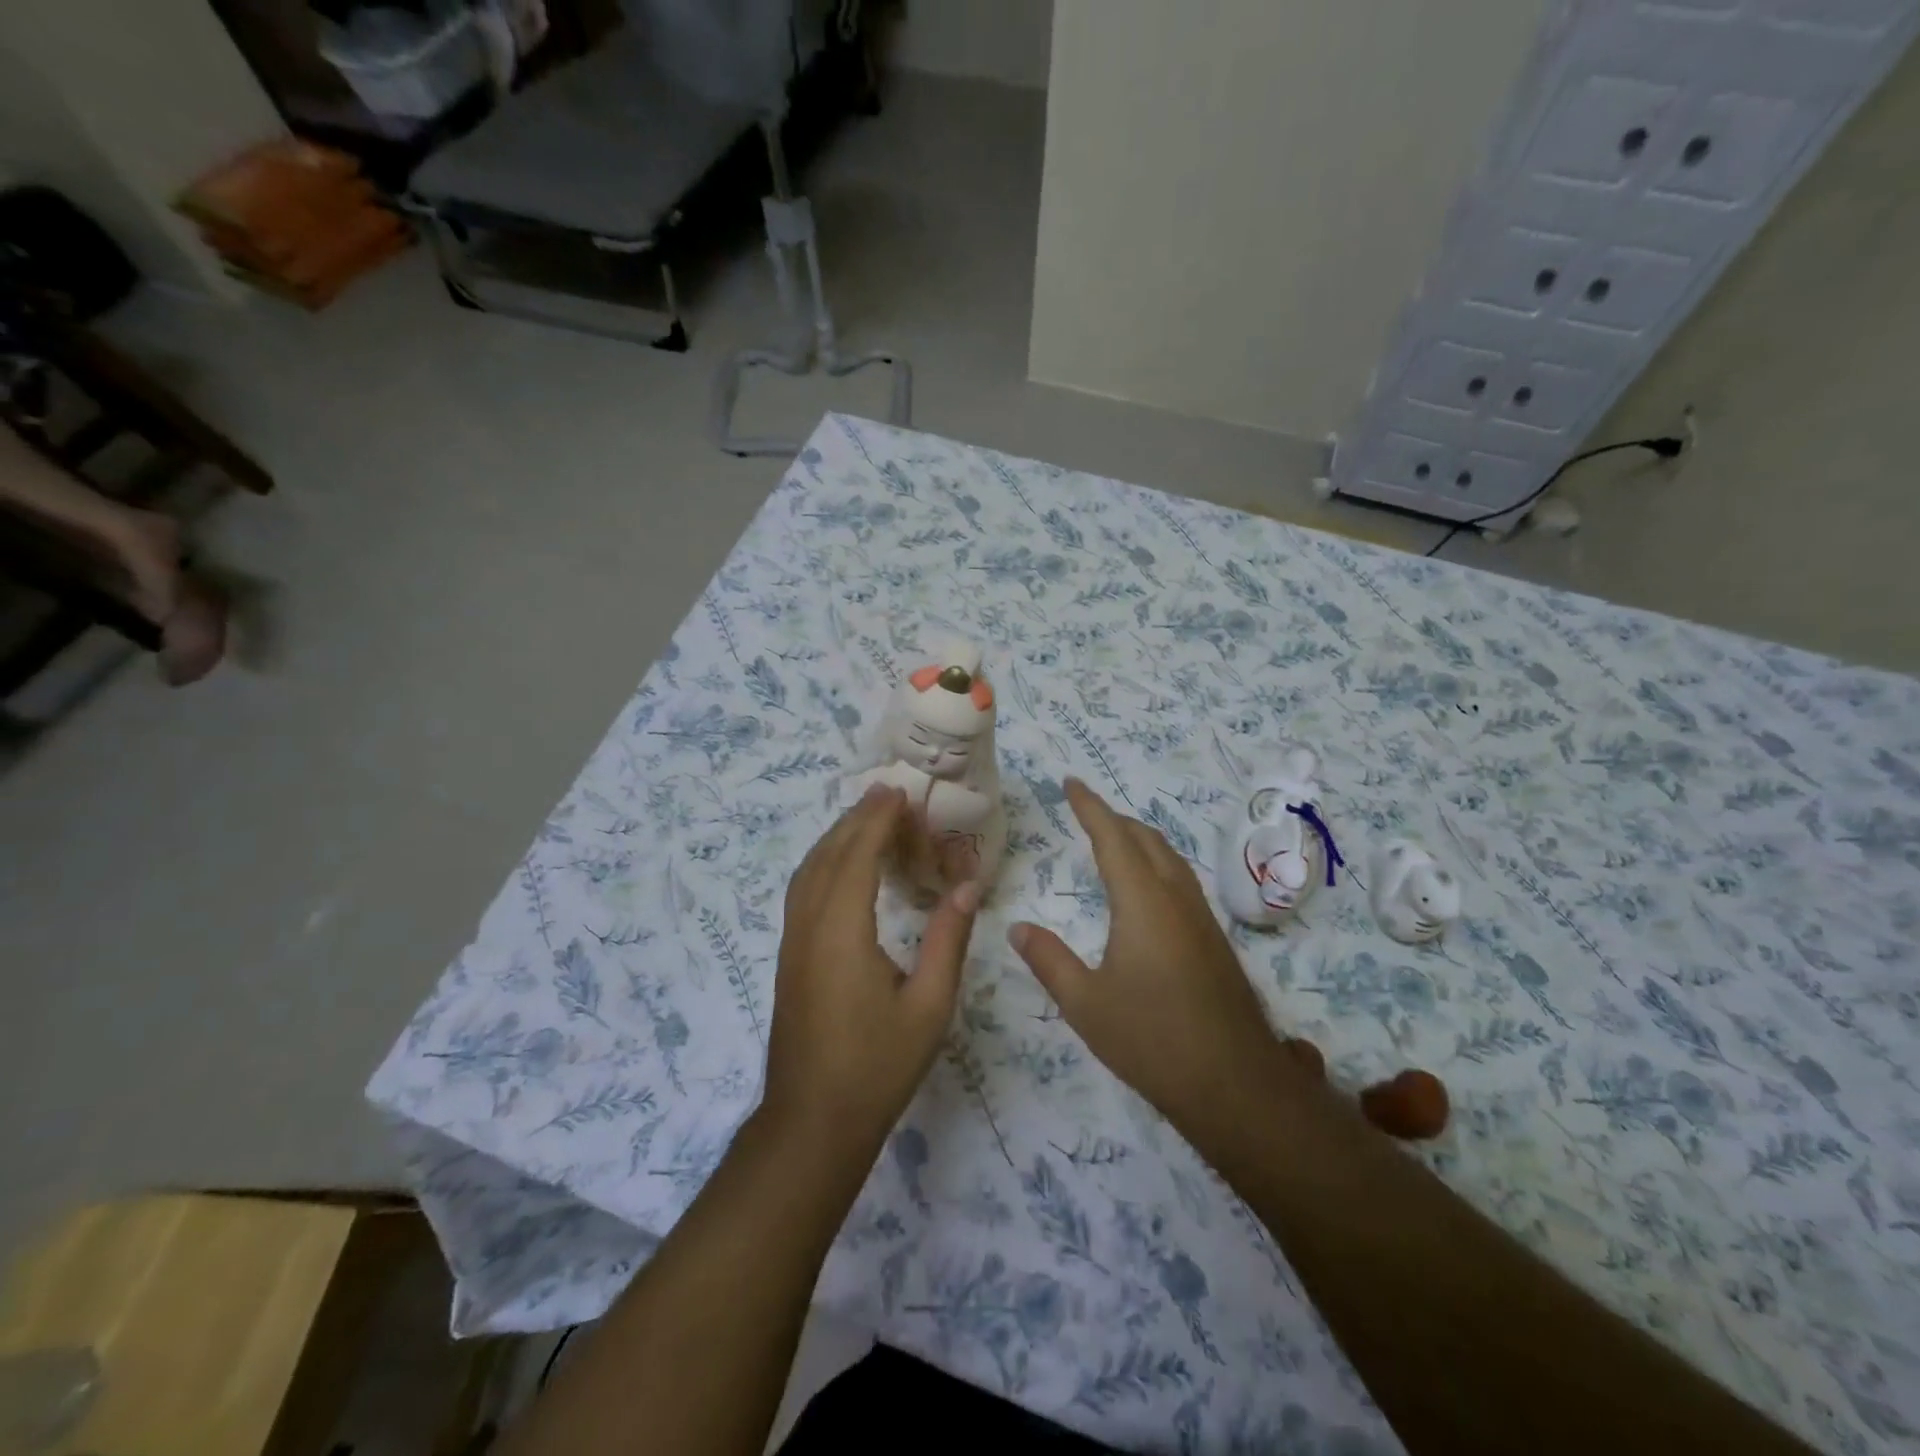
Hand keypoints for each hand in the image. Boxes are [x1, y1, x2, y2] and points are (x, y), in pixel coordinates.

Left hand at [761, 785, 979, 1162]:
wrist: (812, 1122)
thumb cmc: (876, 1067)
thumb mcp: (928, 1007)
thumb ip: (947, 940)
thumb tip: (967, 886)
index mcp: (842, 933)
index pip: (857, 857)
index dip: (877, 820)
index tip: (898, 792)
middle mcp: (809, 927)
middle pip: (828, 856)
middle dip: (857, 819)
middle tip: (889, 794)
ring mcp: (793, 943)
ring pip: (808, 871)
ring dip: (836, 838)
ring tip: (869, 818)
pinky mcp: (789, 958)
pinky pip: (803, 891)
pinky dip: (823, 863)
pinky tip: (843, 867)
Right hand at [1008, 779, 1303, 1145]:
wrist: (1234, 1083)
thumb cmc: (1151, 1039)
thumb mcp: (1085, 1003)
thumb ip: (1048, 960)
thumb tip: (1017, 927)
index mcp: (1142, 901)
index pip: (1112, 837)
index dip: (1090, 806)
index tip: (1071, 783)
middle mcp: (1176, 897)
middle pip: (1146, 838)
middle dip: (1114, 818)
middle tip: (1085, 811)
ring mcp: (1201, 917)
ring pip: (1169, 857)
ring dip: (1139, 839)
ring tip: (1113, 840)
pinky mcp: (1214, 939)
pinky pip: (1181, 879)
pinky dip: (1156, 863)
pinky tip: (1146, 890)